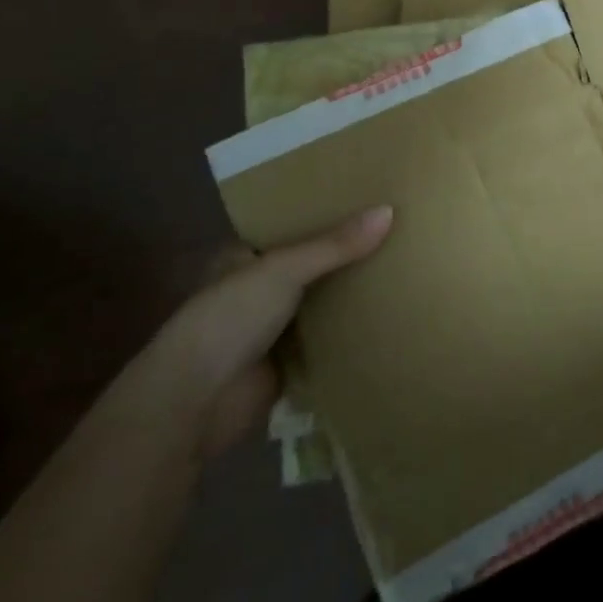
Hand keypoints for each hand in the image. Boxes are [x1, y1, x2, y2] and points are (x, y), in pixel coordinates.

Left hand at [149, 205, 392, 455]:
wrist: (196, 402)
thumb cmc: (229, 319)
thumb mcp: (283, 270)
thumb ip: (335, 245)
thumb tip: (389, 211)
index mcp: (245, 258)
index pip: (291, 227)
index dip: (326, 213)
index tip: (370, 199)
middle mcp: (258, 289)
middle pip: (312, 266)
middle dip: (347, 255)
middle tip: (399, 232)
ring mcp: (273, 328)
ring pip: (322, 303)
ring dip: (352, 295)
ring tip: (405, 267)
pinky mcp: (288, 363)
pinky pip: (328, 340)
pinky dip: (351, 333)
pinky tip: (391, 315)